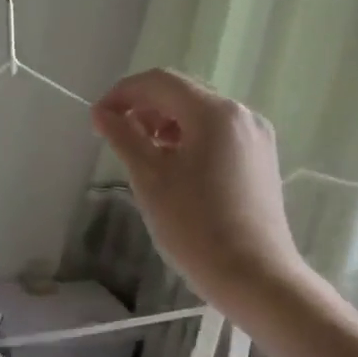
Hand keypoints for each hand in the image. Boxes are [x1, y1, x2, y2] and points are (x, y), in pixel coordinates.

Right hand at [92, 69, 310, 306]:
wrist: (253, 274)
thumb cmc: (194, 226)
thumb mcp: (150, 179)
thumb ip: (124, 138)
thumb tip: (102, 113)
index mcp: (215, 113)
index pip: (160, 82)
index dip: (123, 93)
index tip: (97, 118)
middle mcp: (241, 114)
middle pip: (183, 94)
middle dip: (144, 107)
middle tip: (115, 135)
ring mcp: (256, 137)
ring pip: (201, 115)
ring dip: (165, 124)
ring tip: (141, 154)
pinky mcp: (260, 160)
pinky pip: (218, 136)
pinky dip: (189, 140)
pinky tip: (173, 168)